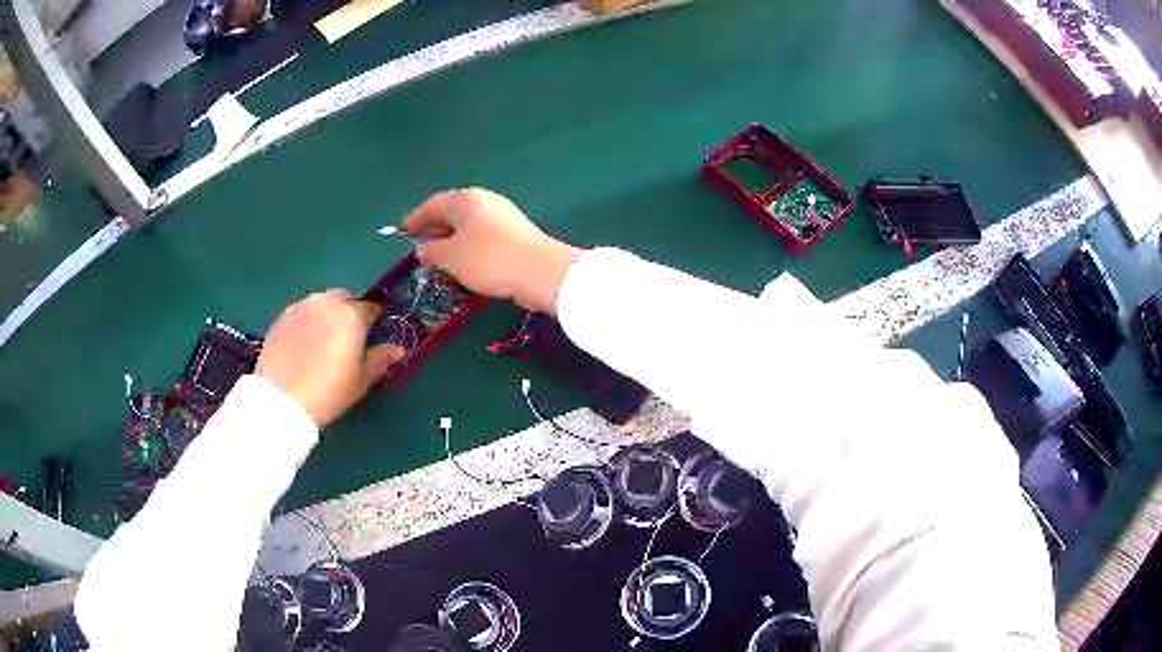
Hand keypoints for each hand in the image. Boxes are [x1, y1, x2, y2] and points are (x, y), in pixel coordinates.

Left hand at [257, 290, 404, 426]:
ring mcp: (301, 307)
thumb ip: (380, 359)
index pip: (369, 308)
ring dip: (326, 314)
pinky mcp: (281, 317)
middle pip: (343, 298)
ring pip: (320, 303)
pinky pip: (301, 313)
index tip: (371, 336)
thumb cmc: (329, 391)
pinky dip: (306, 322)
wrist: (283, 400)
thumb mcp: (361, 380)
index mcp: (351, 315)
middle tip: (345, 338)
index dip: (372, 321)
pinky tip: (303, 344)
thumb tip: (398, 349)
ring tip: (322, 340)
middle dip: (347, 312)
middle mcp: (326, 302)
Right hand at [403, 188, 581, 312]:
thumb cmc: (488, 258)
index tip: (403, 231)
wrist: (540, 271)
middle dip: (435, 229)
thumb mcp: (451, 257)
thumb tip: (423, 248)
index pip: (434, 204)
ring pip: (469, 227)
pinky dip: (469, 249)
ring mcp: (503, 217)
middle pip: (453, 213)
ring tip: (440, 261)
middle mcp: (485, 202)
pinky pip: (483, 238)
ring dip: (452, 241)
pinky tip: (466, 266)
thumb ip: (431, 251)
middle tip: (421, 248)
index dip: (416, 218)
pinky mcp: (516, 236)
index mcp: (466, 200)